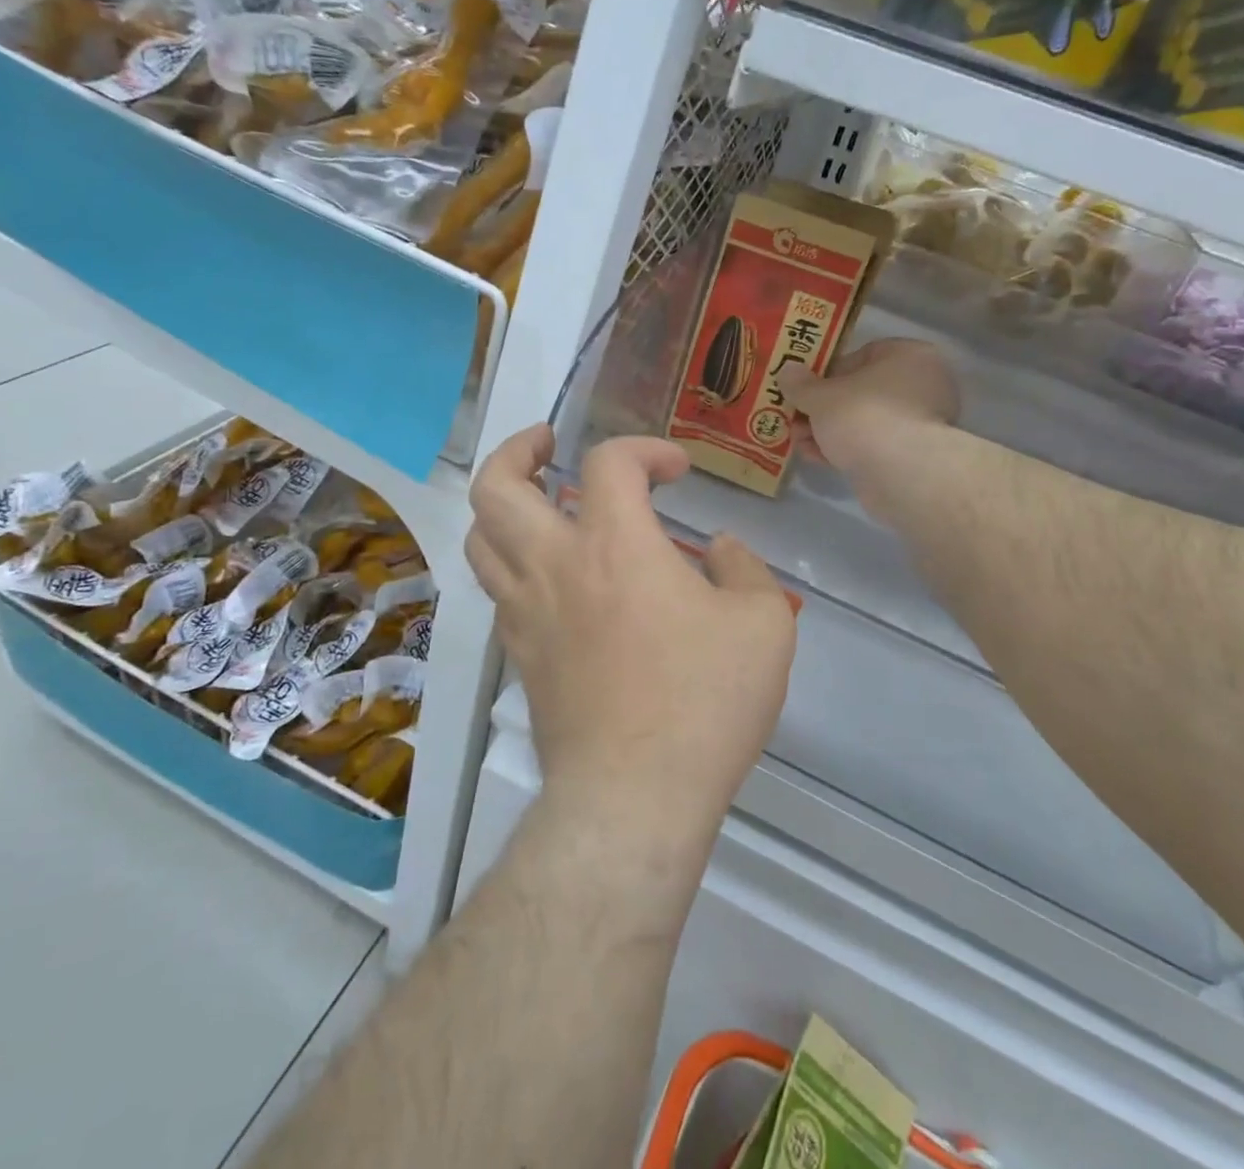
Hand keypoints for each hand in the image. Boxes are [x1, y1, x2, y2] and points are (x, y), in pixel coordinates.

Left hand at [466, 426, 796, 839]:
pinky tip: (551, 575)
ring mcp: (526, 611)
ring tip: (538, 501)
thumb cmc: (704, 702)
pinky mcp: (519, 654)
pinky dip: (514, 561)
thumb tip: (718, 549)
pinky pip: (499, 588)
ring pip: (480, 538)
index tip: (676, 471)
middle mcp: (555, 565)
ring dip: (503, 505)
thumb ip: (743, 569)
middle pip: (496, 487)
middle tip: (548, 446)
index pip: (610, 462)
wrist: (634, 797)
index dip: (645, 448)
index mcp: (615, 544)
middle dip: (517, 450)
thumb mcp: (763, 624)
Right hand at [785, 339, 959, 485]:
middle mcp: (922, 384)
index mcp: (910, 355)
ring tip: (799, 442)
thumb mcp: (820, 396)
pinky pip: (873, 444)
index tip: (806, 388)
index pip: (864, 354)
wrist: (899, 473)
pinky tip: (817, 458)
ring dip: (830, 430)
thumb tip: (787, 371)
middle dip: (825, 407)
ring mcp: (920, 422)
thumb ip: (800, 383)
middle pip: (862, 391)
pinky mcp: (913, 455)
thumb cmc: (863, 416)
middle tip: (796, 419)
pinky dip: (847, 449)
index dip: (829, 372)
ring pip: (865, 421)